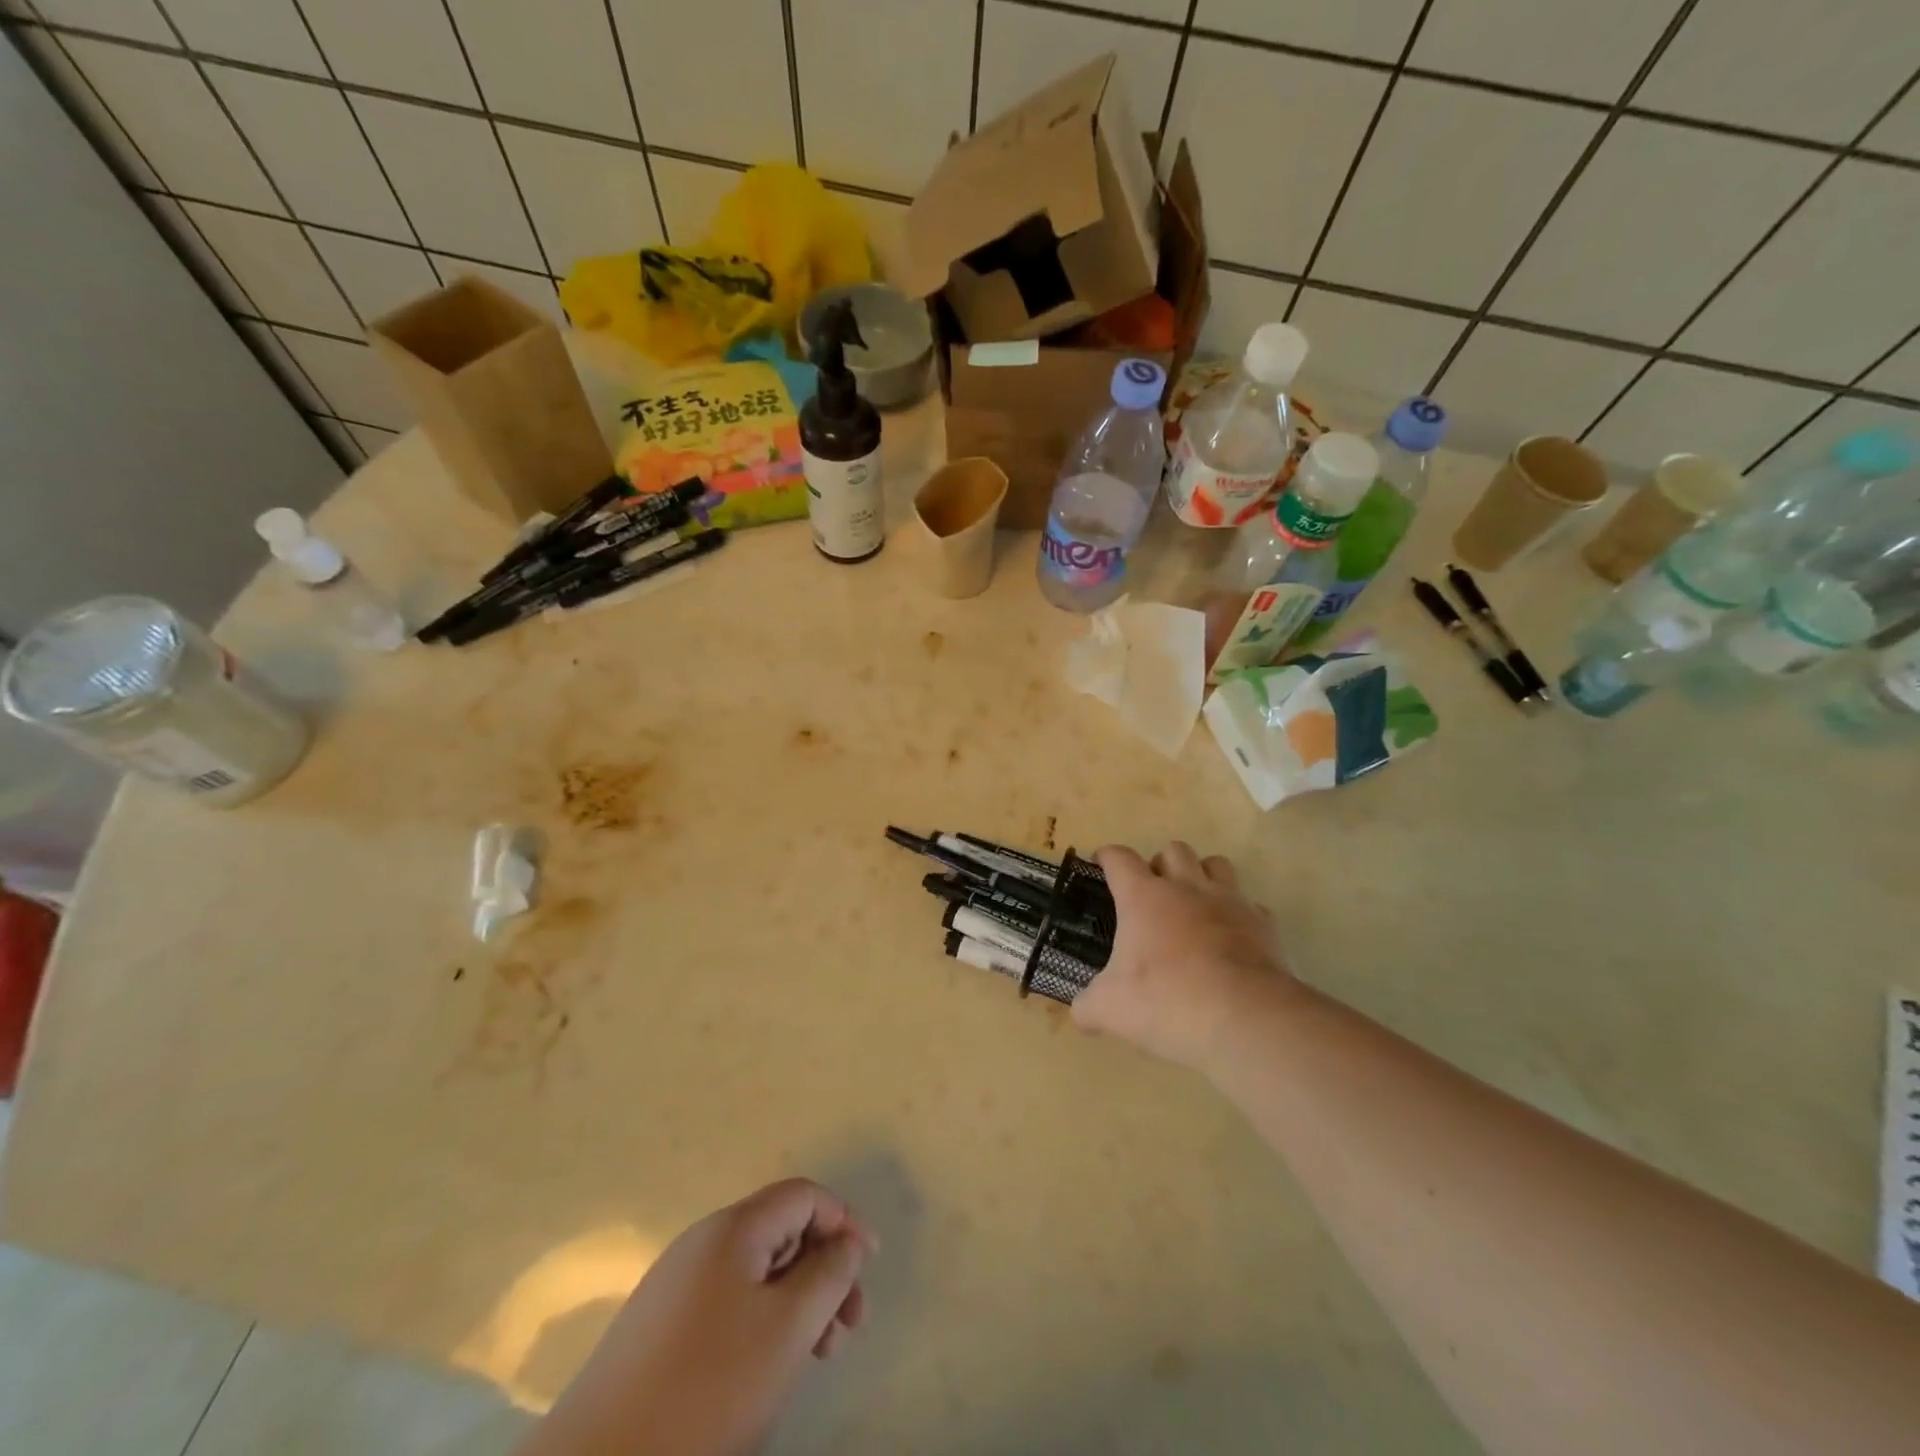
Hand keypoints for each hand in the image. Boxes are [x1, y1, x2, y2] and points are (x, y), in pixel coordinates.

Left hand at [523, 1179, 872, 1455]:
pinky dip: (762, 1323)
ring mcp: (675, 1285)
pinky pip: (728, 1303)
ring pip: (757, 1272)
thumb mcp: (787, 1329)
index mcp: (733, 1228)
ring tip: (815, 1356)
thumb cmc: (706, 1390)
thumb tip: (846, 1241)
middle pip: (782, 1231)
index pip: (803, 1196)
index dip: (843, 1222)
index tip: (869, 1268)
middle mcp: (703, 1242)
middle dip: (823, 1270)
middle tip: (847, 1329)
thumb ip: (828, 1275)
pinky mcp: (657, 1329)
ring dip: (796, 1302)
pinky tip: (766, 1371)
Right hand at [1072, 842, 1293, 1073]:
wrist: (1245, 1019)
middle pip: (1173, 850)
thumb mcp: (1110, 1009)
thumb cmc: (1167, 1002)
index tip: (1101, 864)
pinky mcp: (1263, 924)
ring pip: (1216, 864)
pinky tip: (1230, 937)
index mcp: (1144, 897)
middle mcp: (1187, 888)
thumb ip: (1088, 1006)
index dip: (1107, 856)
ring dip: (1202, 876)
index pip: (1120, 858)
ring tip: (1194, 904)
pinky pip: (1249, 905)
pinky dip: (1237, 914)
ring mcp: (1229, 902)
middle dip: (1160, 864)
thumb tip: (1081, 1013)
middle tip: (1152, 893)